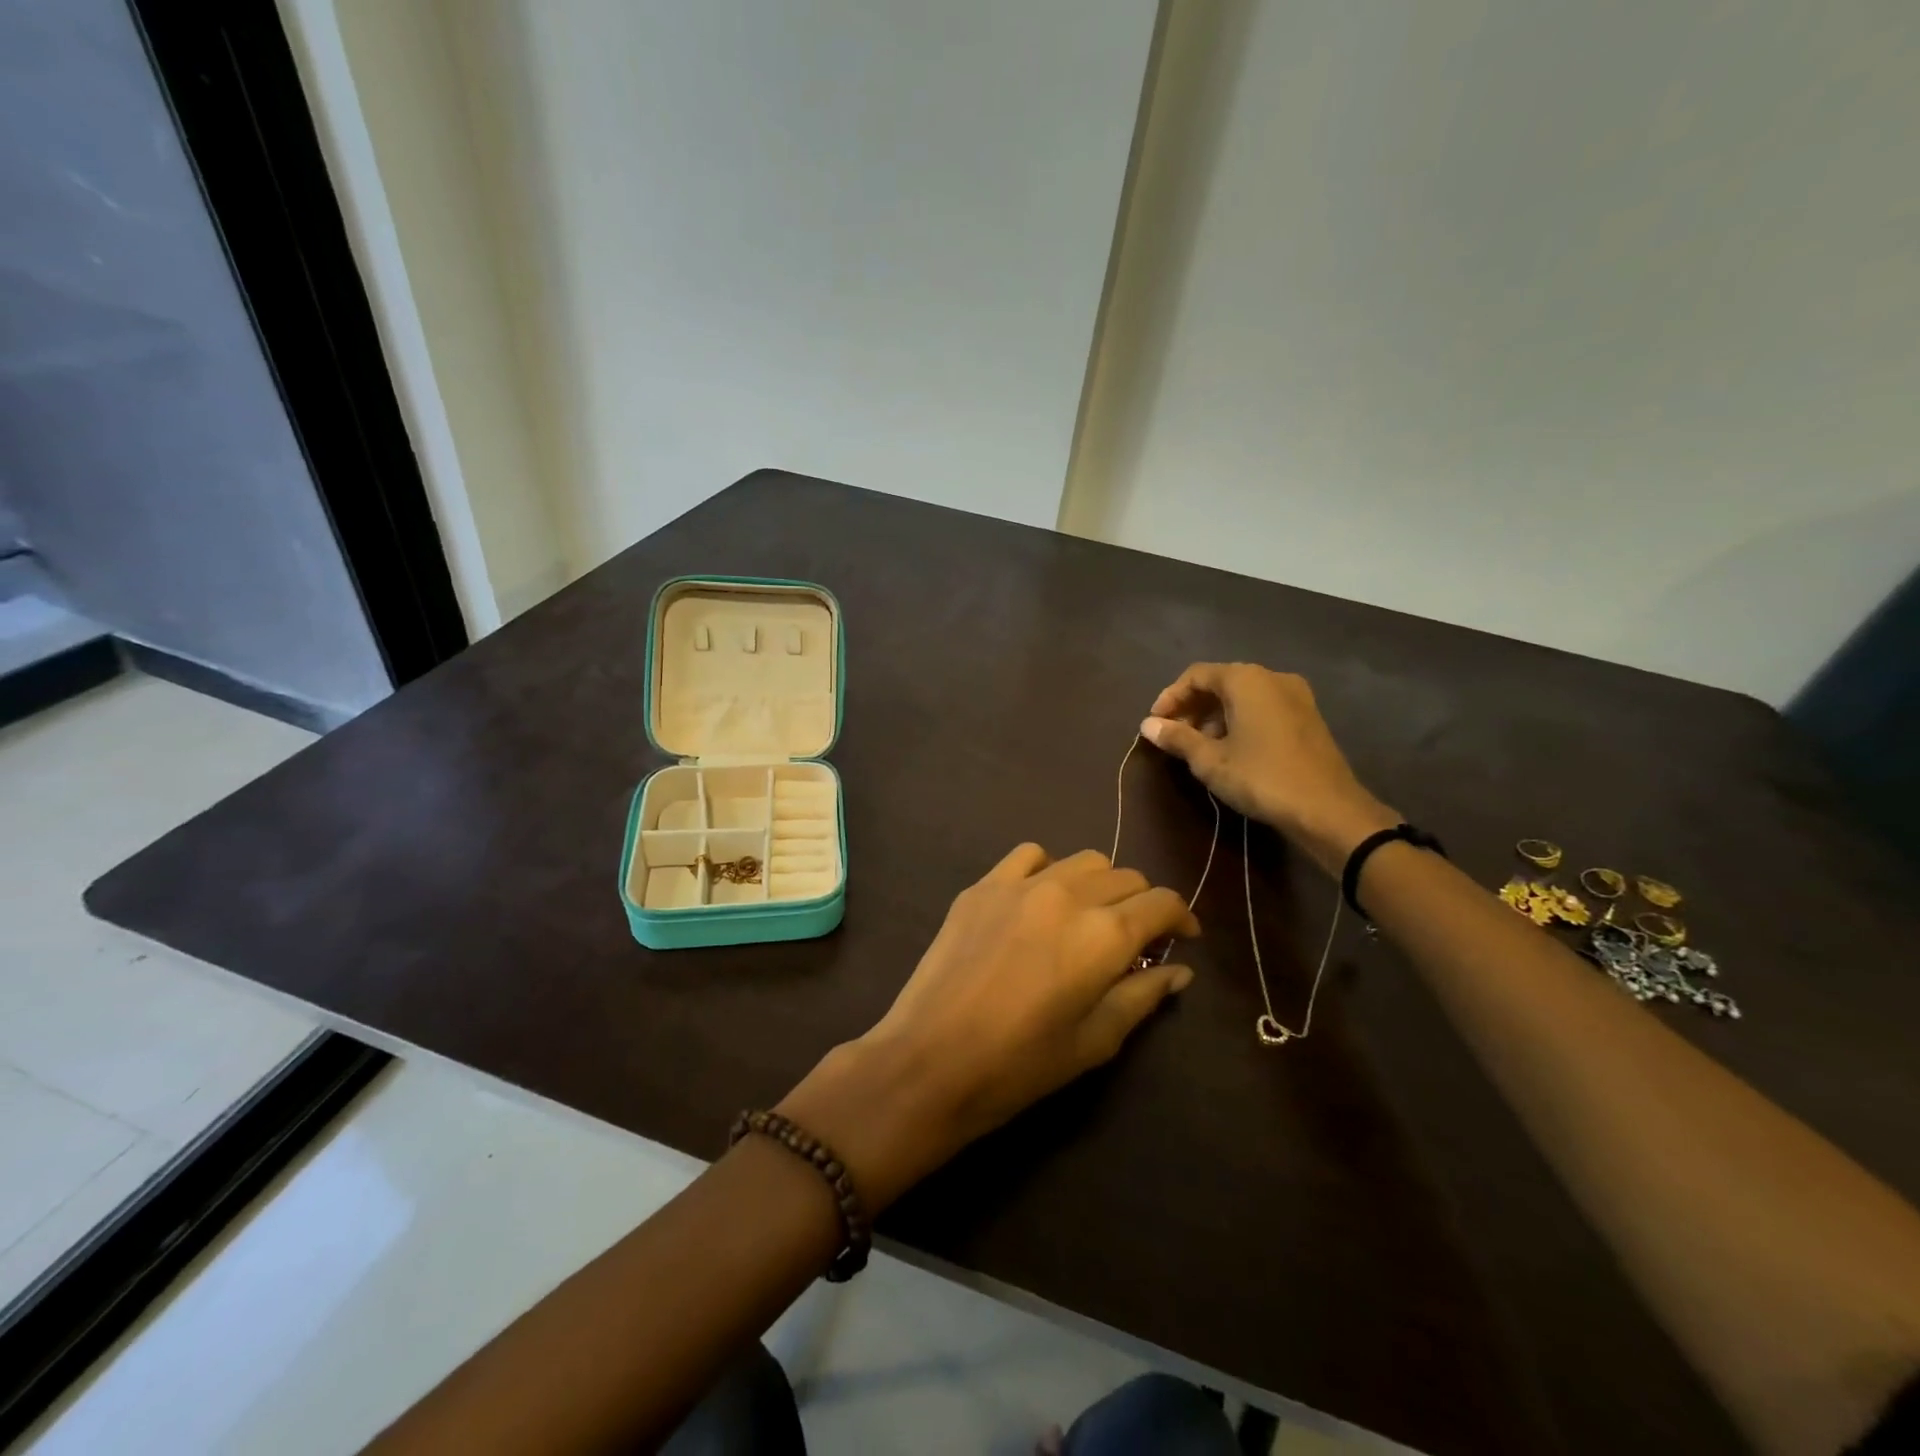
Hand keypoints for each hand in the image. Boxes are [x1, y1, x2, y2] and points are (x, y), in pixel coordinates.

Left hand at [779, 845, 1198, 1209]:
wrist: (930, 1059)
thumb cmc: (1021, 1064)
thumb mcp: (1095, 1041)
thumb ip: (1142, 996)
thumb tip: (1177, 970)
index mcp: (1104, 934)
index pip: (1162, 902)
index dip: (1181, 918)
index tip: (1182, 939)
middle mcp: (1068, 893)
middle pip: (1125, 876)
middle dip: (1141, 903)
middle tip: (1133, 940)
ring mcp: (1020, 883)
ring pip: (1082, 860)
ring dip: (1099, 884)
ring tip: (1088, 917)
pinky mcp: (983, 885)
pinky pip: (1029, 856)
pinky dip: (1048, 869)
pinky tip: (1041, 899)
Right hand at [1141, 662, 1397, 876]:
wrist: (1329, 810)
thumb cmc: (1262, 778)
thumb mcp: (1210, 761)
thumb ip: (1177, 738)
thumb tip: (1147, 725)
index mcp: (1246, 679)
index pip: (1196, 675)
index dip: (1170, 697)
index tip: (1155, 724)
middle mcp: (1272, 677)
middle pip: (1220, 682)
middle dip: (1192, 707)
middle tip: (1173, 736)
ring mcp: (1295, 695)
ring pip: (1242, 695)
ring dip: (1215, 715)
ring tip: (1198, 747)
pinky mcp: (1307, 716)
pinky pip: (1262, 707)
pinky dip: (1239, 720)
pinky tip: (1230, 750)